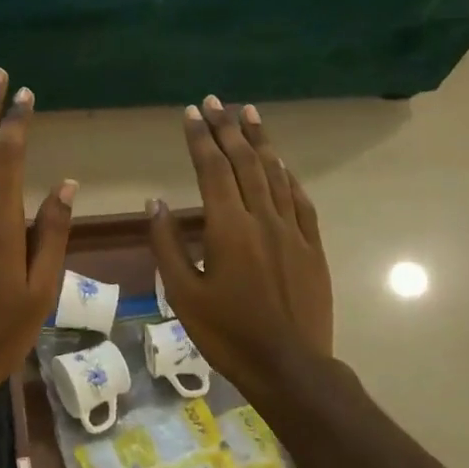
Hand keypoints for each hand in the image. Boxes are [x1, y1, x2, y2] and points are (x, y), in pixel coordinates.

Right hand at [147, 97, 333, 392]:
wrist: (290, 366)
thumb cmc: (228, 333)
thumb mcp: (183, 294)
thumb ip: (167, 245)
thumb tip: (156, 203)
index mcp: (228, 228)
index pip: (212, 169)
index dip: (200, 138)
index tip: (190, 113)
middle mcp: (262, 218)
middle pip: (244, 162)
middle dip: (228, 128)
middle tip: (215, 101)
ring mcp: (293, 231)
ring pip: (275, 174)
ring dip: (260, 141)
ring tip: (248, 113)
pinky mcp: (312, 246)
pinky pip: (300, 200)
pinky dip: (287, 176)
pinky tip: (281, 163)